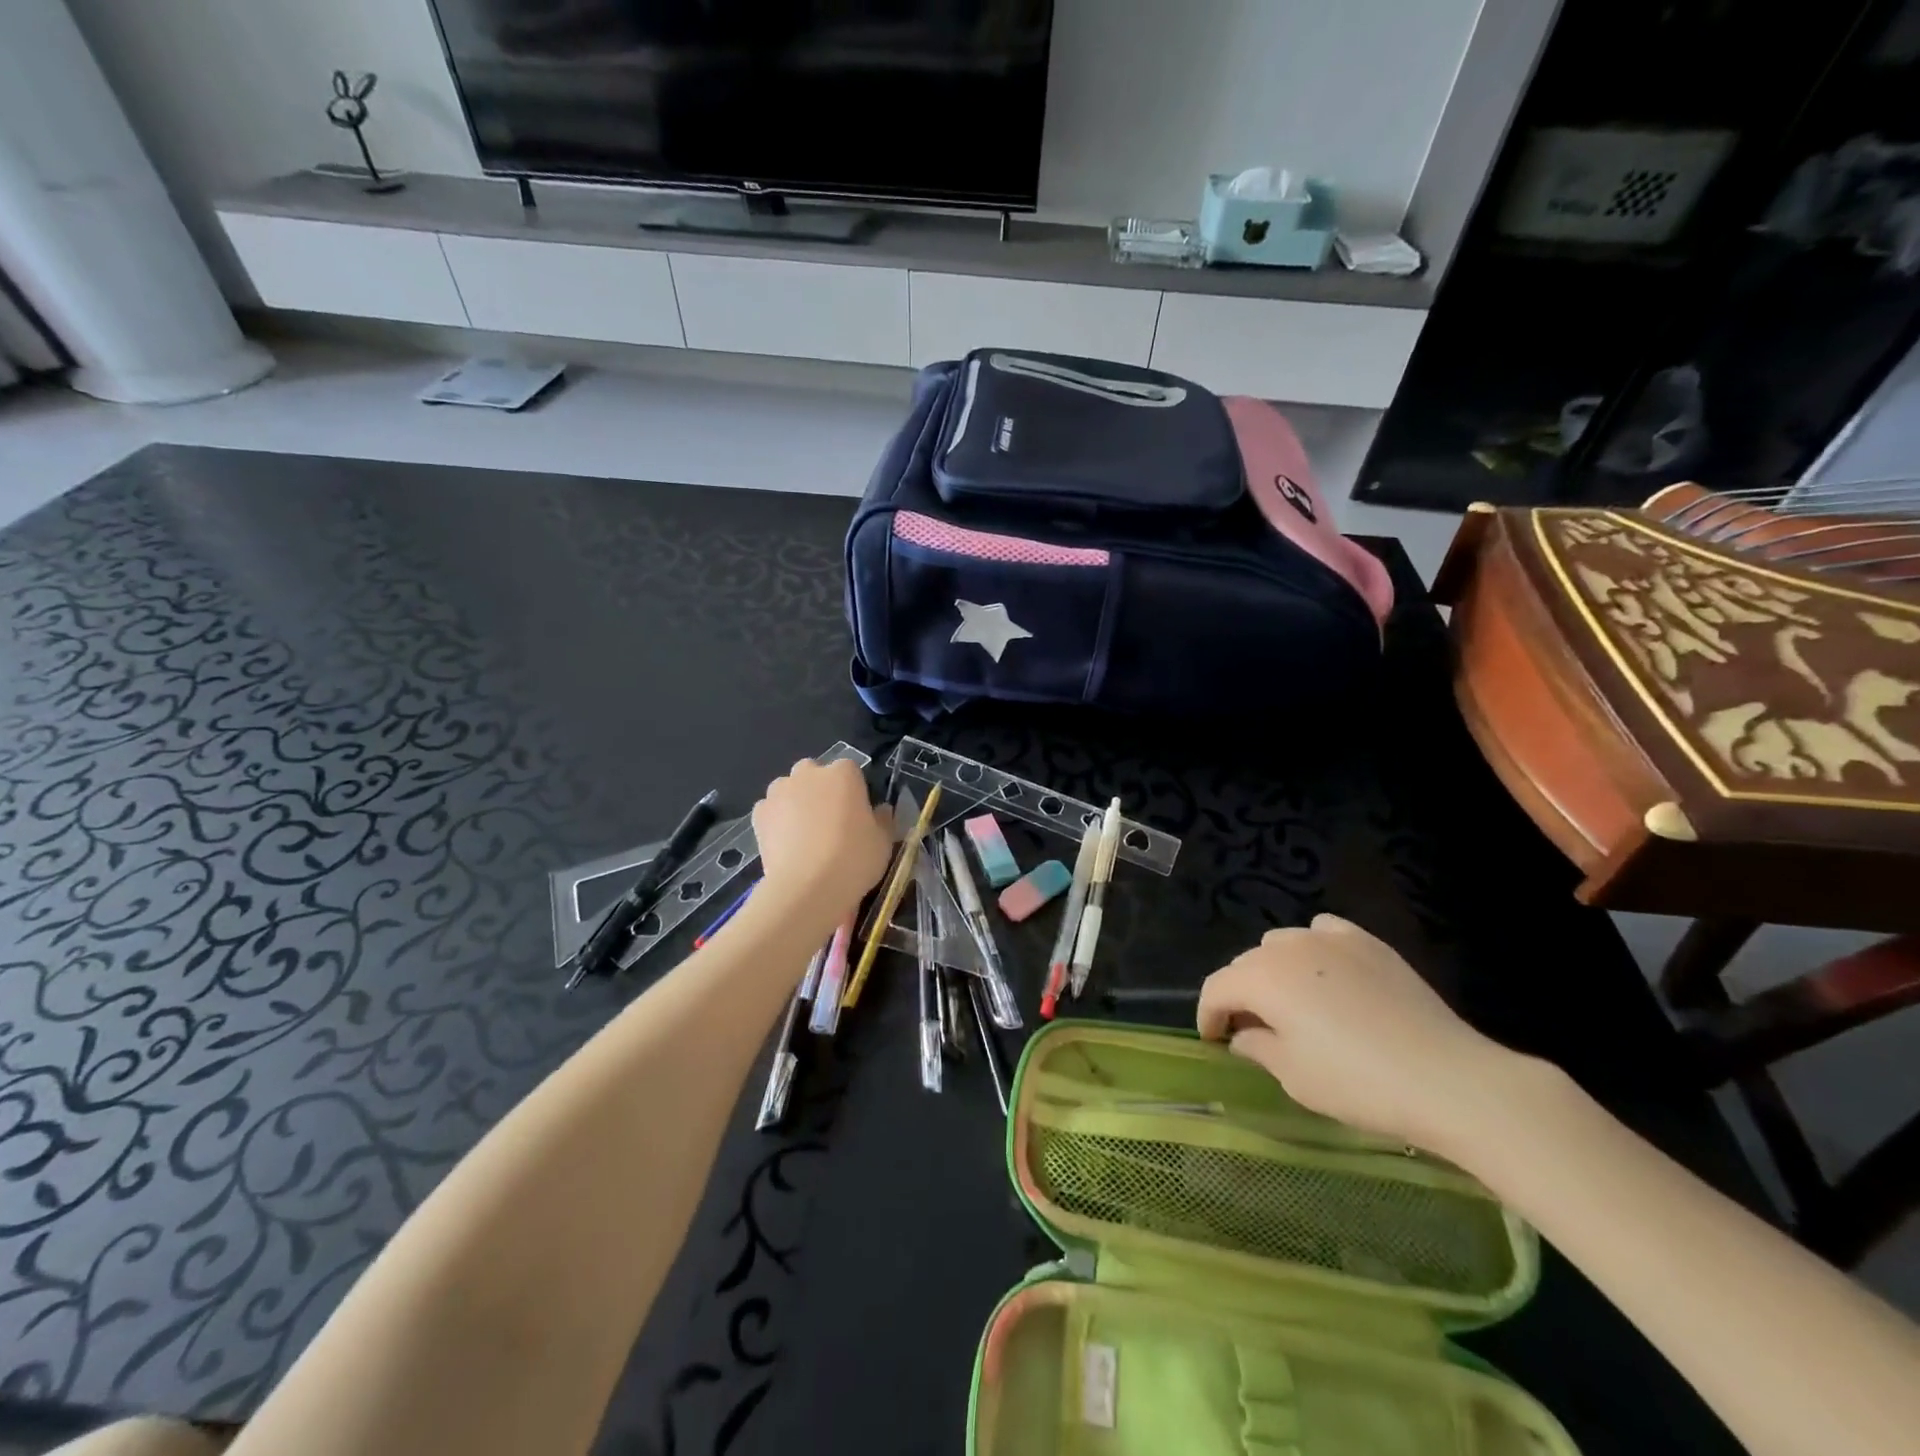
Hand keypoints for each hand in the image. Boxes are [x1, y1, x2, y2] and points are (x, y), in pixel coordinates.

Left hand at [751, 758, 892, 932]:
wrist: (807, 888)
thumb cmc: (854, 859)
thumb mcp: (883, 841)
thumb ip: (883, 819)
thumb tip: (880, 810)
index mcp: (844, 773)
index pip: (851, 771)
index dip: (854, 792)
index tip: (858, 814)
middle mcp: (809, 773)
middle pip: (815, 774)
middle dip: (820, 790)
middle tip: (830, 822)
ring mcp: (780, 791)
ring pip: (789, 789)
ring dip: (796, 802)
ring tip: (805, 835)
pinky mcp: (759, 813)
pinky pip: (770, 810)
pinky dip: (776, 821)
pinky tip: (785, 844)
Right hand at [1197, 913, 1529, 1156]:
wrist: (1448, 1079)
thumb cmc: (1358, 1083)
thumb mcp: (1294, 1076)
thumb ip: (1257, 1047)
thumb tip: (1243, 1035)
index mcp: (1262, 978)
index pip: (1217, 988)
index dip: (1209, 1015)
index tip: (1214, 1041)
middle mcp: (1287, 947)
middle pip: (1247, 963)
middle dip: (1241, 994)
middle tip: (1253, 1030)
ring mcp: (1330, 939)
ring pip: (1282, 944)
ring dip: (1274, 970)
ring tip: (1291, 1003)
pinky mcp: (1367, 942)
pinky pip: (1323, 933)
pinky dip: (1314, 949)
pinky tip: (1327, 974)